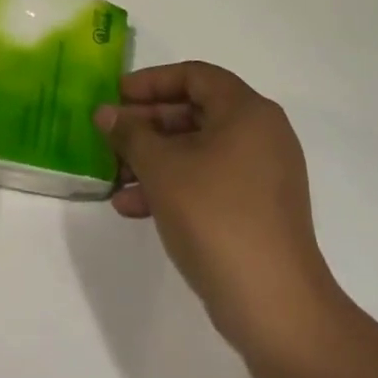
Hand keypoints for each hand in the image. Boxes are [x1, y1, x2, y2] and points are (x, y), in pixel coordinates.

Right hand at [96, 62, 338, 354]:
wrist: (272, 302)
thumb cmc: (215, 217)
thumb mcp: (162, 169)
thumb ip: (130, 134)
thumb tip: (105, 113)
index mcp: (247, 112)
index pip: (195, 75)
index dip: (151, 81)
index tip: (115, 96)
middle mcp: (261, 134)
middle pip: (195, 112)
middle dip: (146, 125)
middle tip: (109, 137)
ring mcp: (262, 174)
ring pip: (197, 150)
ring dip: (153, 159)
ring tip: (113, 178)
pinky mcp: (256, 208)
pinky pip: (208, 181)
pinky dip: (172, 185)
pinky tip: (133, 206)